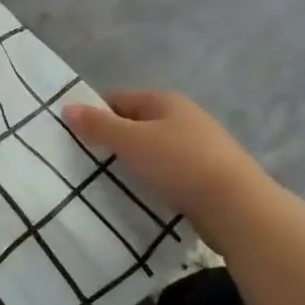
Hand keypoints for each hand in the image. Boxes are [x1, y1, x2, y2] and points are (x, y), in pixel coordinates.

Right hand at [63, 89, 264, 220]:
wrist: (237, 206)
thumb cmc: (179, 163)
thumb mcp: (131, 141)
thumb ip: (98, 125)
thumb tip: (67, 107)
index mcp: (166, 100)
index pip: (119, 99)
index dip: (96, 114)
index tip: (75, 138)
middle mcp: (184, 117)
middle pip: (137, 124)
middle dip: (114, 141)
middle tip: (88, 164)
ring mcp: (200, 147)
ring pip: (154, 150)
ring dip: (135, 163)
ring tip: (112, 183)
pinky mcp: (207, 176)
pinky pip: (170, 172)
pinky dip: (154, 180)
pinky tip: (144, 196)